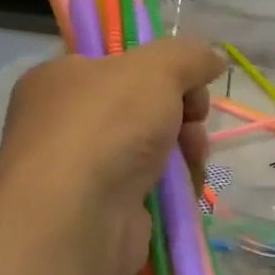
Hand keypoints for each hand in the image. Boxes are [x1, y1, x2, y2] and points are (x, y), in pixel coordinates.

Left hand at [0, 36, 222, 274]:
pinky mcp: (109, 209)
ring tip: (192, 156)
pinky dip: (177, 185)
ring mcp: (88, 169)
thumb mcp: (156, 68)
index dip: (158, 65)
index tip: (186, 77)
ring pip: (157, 146)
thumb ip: (190, 55)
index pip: (117, 60)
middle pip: (146, 105)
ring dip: (187, 148)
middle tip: (194, 117)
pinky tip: (184, 187)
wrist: (77, 218)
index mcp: (62, 78)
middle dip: (183, 110)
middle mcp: (68, 122)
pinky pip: (157, 186)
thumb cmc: (106, 125)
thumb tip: (212, 59)